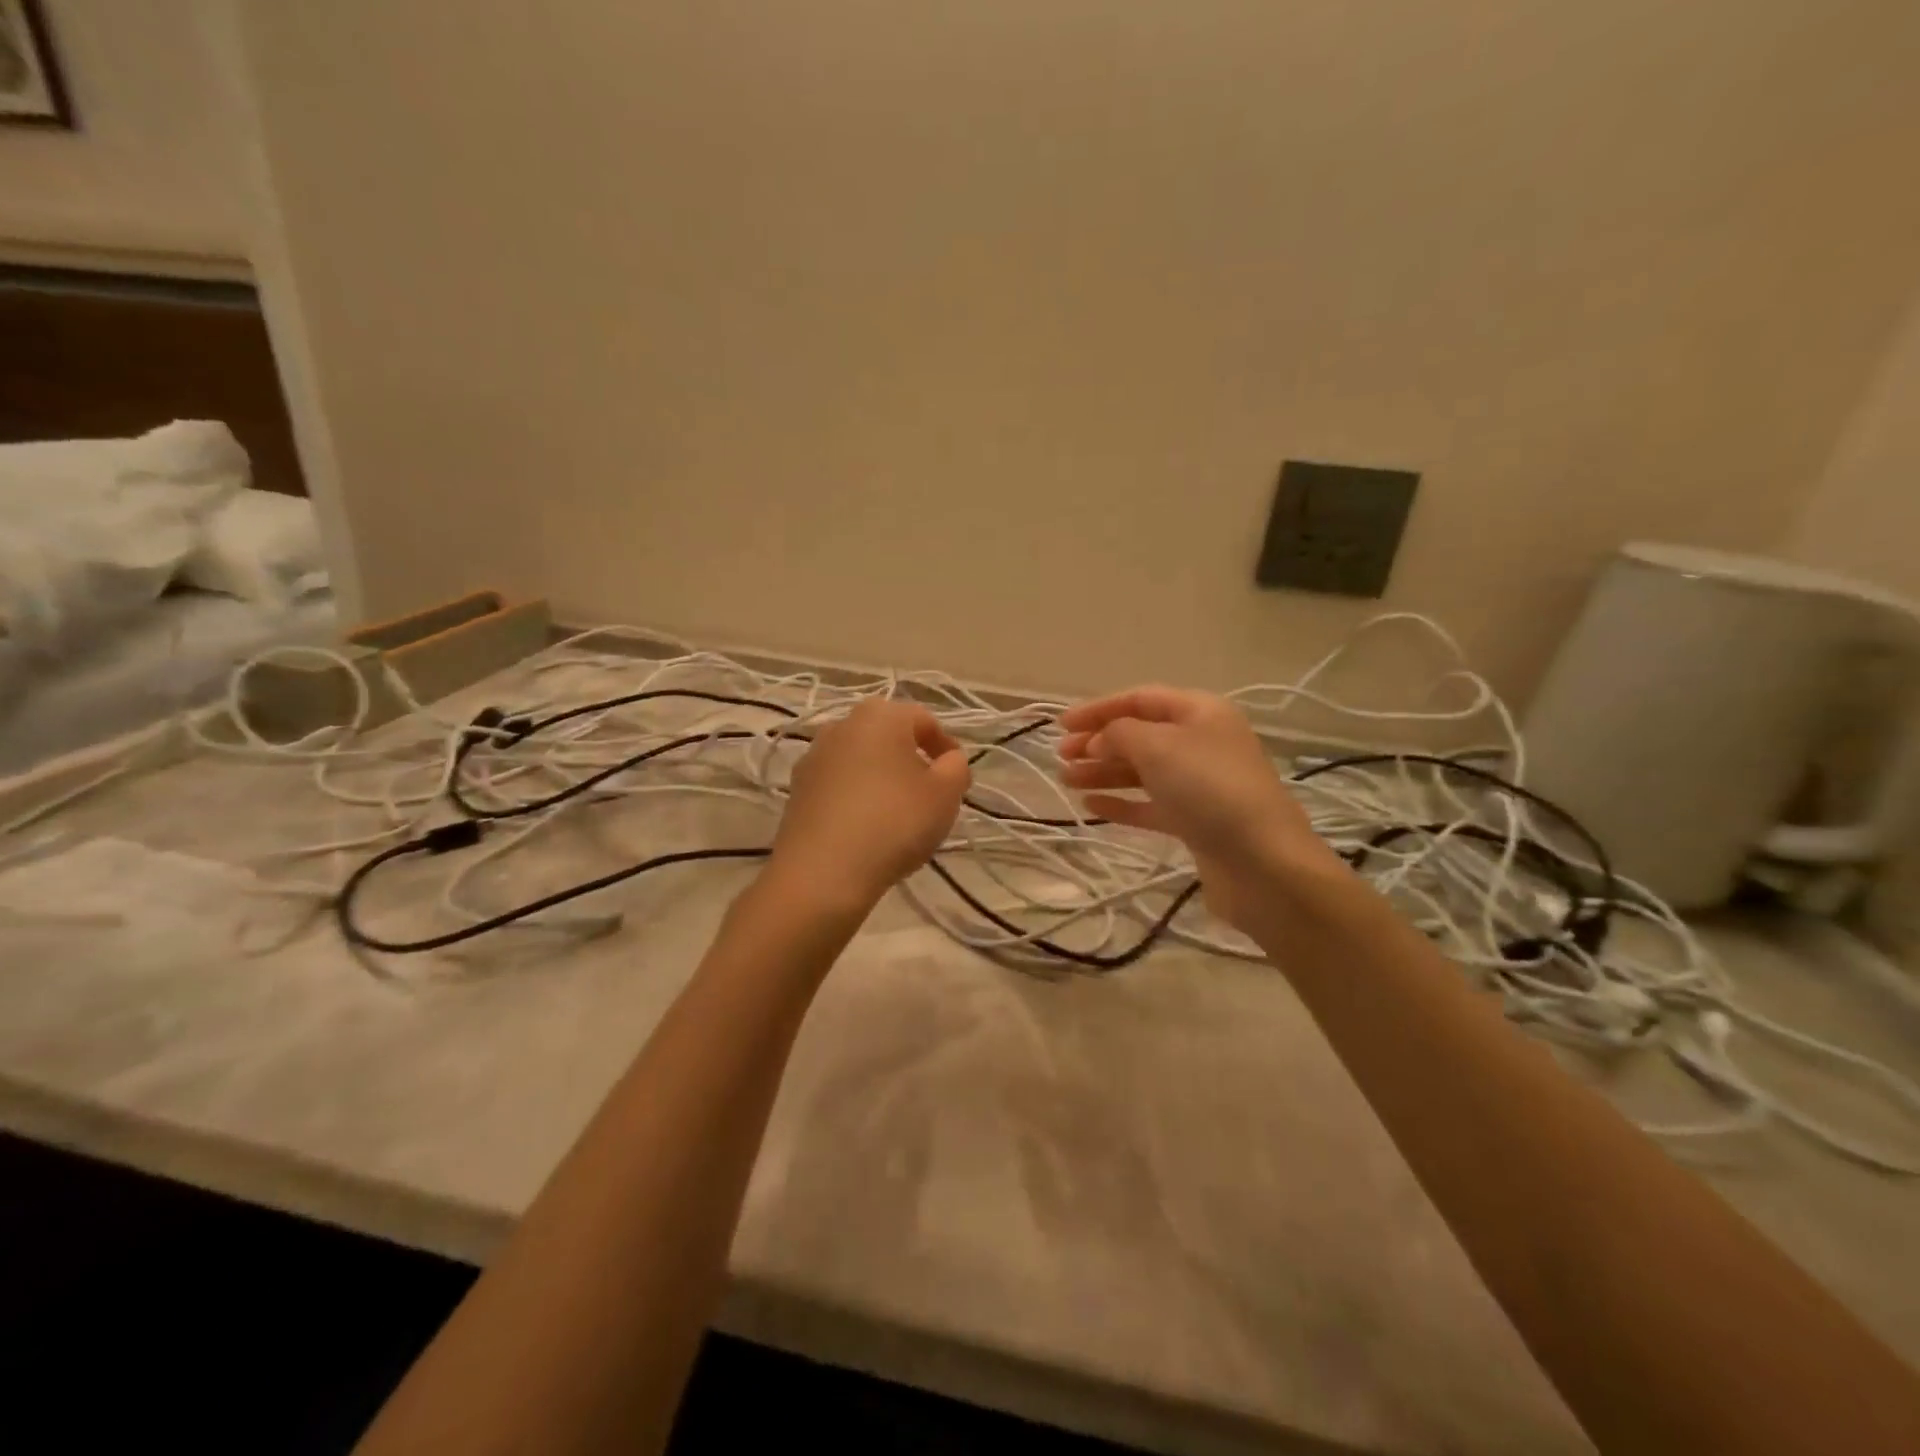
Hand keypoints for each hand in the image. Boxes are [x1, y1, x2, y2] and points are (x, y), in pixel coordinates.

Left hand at [770, 699, 970, 909]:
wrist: (822, 872)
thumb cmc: (894, 823)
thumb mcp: (945, 794)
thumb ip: (957, 767)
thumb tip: (948, 759)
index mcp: (880, 716)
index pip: (924, 720)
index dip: (946, 747)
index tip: (956, 779)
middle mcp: (842, 725)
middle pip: (888, 735)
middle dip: (912, 759)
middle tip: (929, 793)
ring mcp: (814, 756)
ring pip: (861, 759)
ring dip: (882, 776)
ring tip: (897, 813)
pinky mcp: (797, 788)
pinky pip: (838, 783)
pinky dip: (856, 796)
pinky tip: (866, 827)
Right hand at [1057, 686, 1342, 932]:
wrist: (1262, 862)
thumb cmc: (1209, 789)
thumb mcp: (1158, 747)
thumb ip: (1119, 734)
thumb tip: (1098, 740)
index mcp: (1200, 712)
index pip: (1140, 699)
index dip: (1098, 708)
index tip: (1061, 724)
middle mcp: (1202, 742)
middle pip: (1140, 735)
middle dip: (1098, 742)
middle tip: (1061, 756)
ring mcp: (1200, 784)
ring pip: (1142, 771)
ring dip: (1103, 772)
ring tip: (1066, 781)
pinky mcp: (1196, 822)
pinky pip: (1150, 804)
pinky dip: (1121, 803)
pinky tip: (1091, 806)